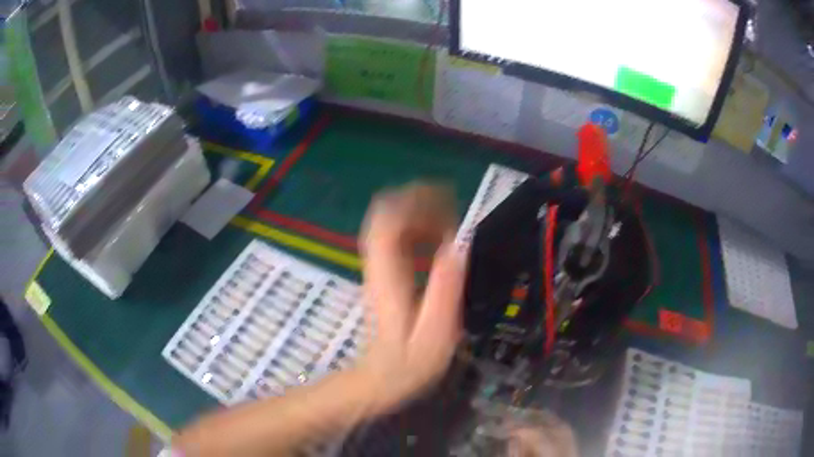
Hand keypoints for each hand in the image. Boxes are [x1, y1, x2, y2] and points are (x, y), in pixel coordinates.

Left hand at [356, 183, 466, 414]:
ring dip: (419, 212)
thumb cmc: (408, 364)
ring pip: (389, 222)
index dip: (414, 201)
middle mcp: (378, 264)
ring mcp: (378, 267)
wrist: (379, 380)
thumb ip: (445, 291)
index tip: (448, 201)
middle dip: (418, 200)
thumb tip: (459, 247)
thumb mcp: (434, 335)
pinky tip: (438, 239)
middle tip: (453, 208)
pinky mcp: (384, 274)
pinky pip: (396, 237)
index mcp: (388, 276)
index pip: (387, 221)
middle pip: (385, 213)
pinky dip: (418, 228)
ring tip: (450, 221)